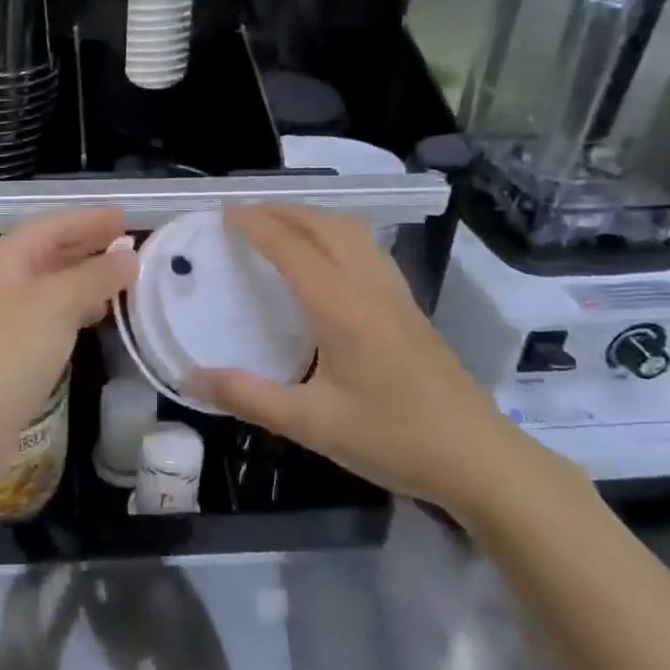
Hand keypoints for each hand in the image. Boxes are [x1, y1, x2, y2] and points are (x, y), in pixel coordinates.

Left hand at [0, 207, 135, 496]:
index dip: (89, 220)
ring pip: (53, 283)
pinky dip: (78, 306)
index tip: (125, 216)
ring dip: (87, 276)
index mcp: (5, 256)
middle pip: (51, 250)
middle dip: (89, 244)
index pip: (54, 225)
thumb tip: (129, 257)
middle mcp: (2, 278)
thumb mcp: (59, 304)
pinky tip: (99, 314)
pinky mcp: (12, 347)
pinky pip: (52, 312)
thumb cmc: (11, 351)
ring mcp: (5, 314)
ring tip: (124, 274)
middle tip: (130, 241)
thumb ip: (96, 276)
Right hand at [185, 205, 537, 515]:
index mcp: (341, 306)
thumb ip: (247, 396)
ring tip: (284, 227)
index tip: (226, 213)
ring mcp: (396, 294)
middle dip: (283, 211)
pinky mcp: (411, 308)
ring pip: (352, 232)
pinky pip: (369, 249)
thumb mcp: (311, 424)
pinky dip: (338, 235)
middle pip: (324, 226)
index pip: (291, 247)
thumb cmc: (393, 438)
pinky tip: (331, 260)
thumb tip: (190, 378)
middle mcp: (369, 287)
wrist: (480, 459)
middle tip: (247, 215)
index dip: (257, 224)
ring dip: (314, 218)